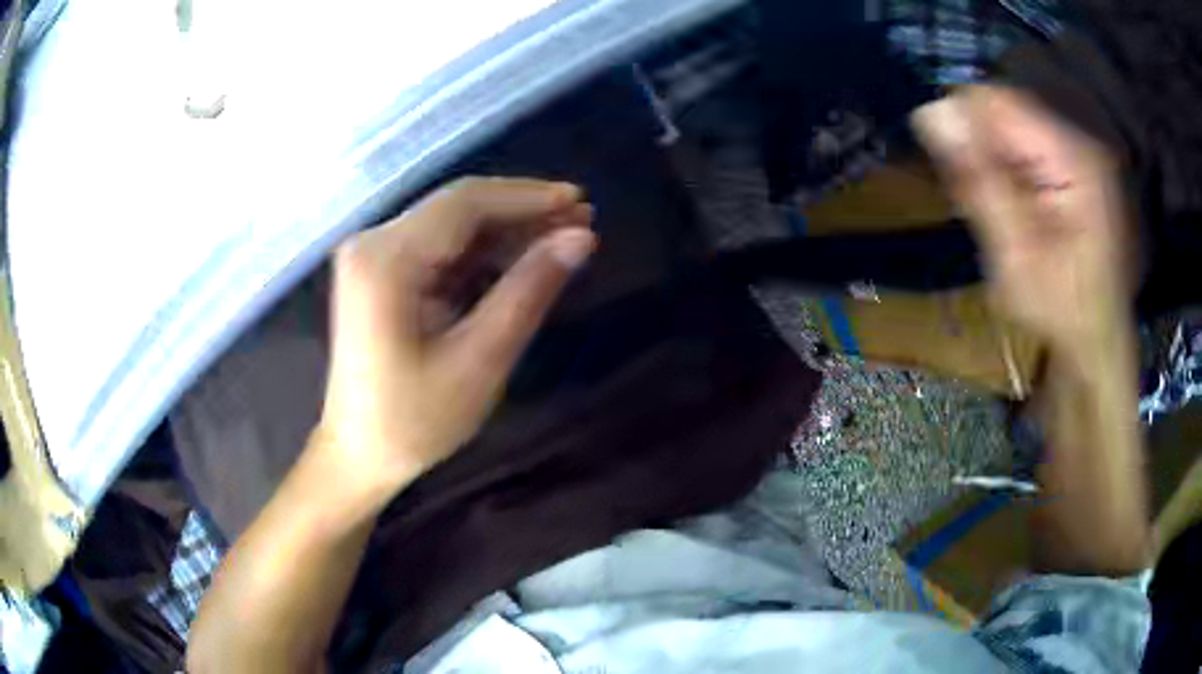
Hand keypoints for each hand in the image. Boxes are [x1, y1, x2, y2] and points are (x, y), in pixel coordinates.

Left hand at [316, 177, 595, 508]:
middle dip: (522, 212)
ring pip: (453, 226)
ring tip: (563, 237)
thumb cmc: (414, 421)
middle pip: (458, 208)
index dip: (527, 196)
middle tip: (581, 220)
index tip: (580, 202)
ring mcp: (375, 257)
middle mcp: (374, 244)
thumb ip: (529, 291)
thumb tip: (580, 238)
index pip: (465, 204)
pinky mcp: (382, 273)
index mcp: (386, 260)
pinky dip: (483, 253)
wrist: (359, 455)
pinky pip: (441, 249)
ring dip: (507, 231)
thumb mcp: (479, 360)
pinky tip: (522, 260)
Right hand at [913, 86, 1134, 353]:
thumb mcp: (1014, 252)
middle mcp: (1080, 140)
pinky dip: (1011, 170)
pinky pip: (1029, 147)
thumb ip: (978, 179)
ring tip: (1002, 212)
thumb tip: (930, 112)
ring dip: (995, 161)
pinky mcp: (1079, 168)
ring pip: (1015, 128)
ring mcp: (1082, 153)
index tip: (953, 168)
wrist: (1098, 346)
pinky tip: (1018, 209)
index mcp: (1072, 155)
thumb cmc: (1061, 311)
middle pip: (1007, 111)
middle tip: (981, 202)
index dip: (963, 123)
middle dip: (981, 147)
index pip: (996, 100)